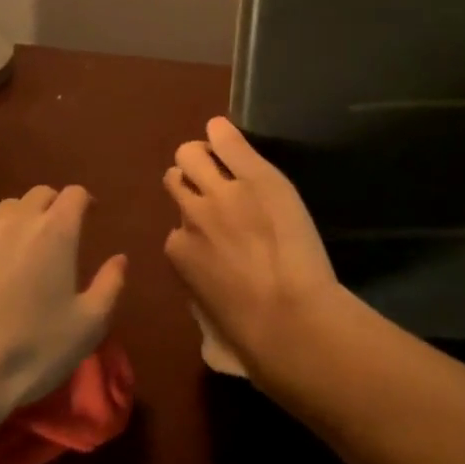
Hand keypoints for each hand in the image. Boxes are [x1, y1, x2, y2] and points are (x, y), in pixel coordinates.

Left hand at [0, 185, 125, 414]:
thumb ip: (110, 285)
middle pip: (39, 195)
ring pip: (3, 210)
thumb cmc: (33, 349)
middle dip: (51, 207)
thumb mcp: (88, 325)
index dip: (84, 202)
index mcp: (56, 231)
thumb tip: (120, 259)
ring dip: (16, 221)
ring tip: (16, 249)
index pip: (75, 194)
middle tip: (54, 234)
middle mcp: (16, 220)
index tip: (89, 217)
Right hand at [163, 117, 345, 379]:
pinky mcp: (253, 176)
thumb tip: (199, 266)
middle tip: (212, 184)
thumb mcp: (209, 309)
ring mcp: (220, 193)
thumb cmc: (251, 332)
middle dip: (188, 179)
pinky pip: (226, 141)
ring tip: (224, 160)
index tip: (212, 232)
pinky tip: (224, 131)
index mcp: (177, 252)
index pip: (175, 226)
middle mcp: (191, 215)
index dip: (194, 225)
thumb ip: (197, 277)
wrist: (290, 319)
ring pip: (190, 154)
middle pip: (174, 178)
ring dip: (202, 156)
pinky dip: (223, 134)